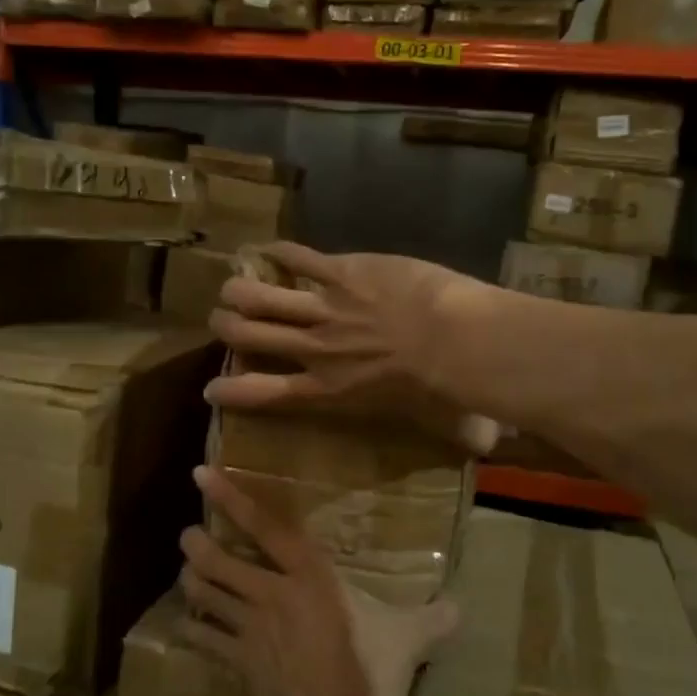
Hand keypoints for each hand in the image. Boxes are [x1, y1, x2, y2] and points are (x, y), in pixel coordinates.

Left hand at [177, 466, 459, 695]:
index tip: (201, 474)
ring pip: (207, 595)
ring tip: (186, 573)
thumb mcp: (407, 642)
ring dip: (192, 582)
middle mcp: (271, 594)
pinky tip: (188, 627)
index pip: (267, 528)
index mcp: (310, 577)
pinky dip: (194, 630)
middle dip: (197, 545)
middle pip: (220, 561)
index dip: (233, 499)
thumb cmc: (368, 676)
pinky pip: (205, 640)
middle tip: (187, 536)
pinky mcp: (238, 663)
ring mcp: (249, 630)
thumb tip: (461, 609)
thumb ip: (432, 620)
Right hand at [206, 243, 499, 455]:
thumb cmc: (444, 388)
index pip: (263, 394)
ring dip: (240, 290)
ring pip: (262, 296)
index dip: (230, 390)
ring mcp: (325, 308)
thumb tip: (485, 447)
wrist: (453, 342)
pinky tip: (269, 248)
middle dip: (226, 328)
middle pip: (251, 336)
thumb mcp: (436, 419)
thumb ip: (447, 430)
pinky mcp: (342, 272)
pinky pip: (299, 258)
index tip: (211, 388)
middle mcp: (314, 350)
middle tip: (220, 321)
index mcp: (327, 390)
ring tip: (230, 287)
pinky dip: (281, 253)